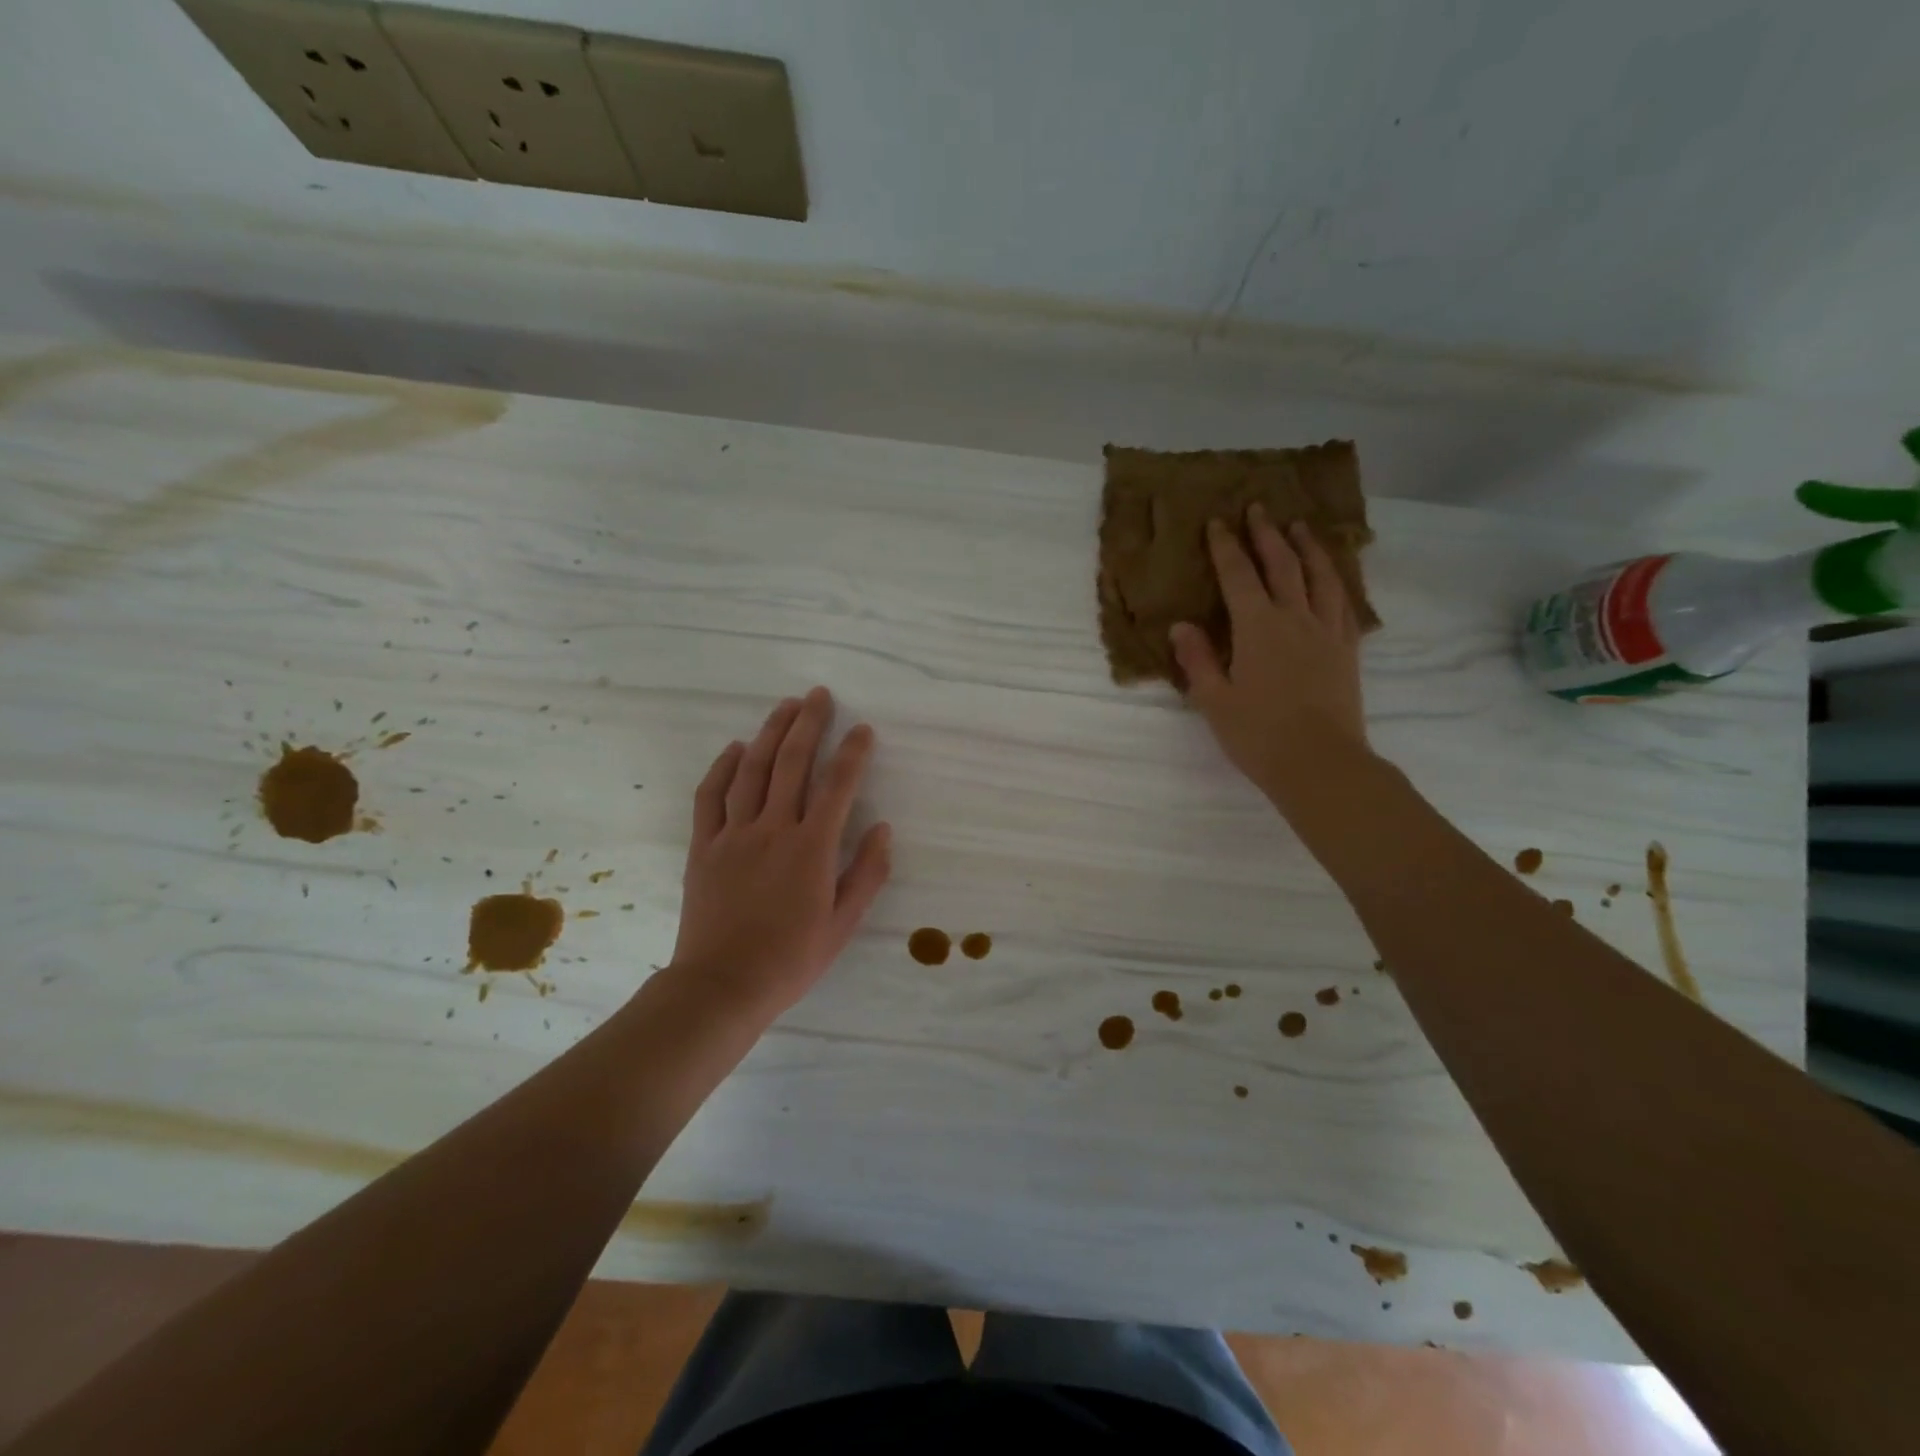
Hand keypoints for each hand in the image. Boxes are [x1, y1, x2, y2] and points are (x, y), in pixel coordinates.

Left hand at [667, 687, 891, 1023]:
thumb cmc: (790, 959)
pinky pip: (711, 796)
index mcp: (811, 848)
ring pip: (752, 770)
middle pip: (792, 763)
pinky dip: (723, 767)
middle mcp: (773, 829)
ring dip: (770, 733)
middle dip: (808, 724)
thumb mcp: (843, 924)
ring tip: (785, 706)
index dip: (852, 752)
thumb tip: (883, 829)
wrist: (722, 986)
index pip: (838, 786)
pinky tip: (736, 748)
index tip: (862, 729)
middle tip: (819, 695)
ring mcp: (734, 834)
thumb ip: (867, 874)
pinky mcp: (704, 846)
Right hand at [1170, 505, 1367, 799]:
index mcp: (1258, 628)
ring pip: (1321, 577)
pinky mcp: (1347, 650)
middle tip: (1258, 509)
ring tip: (1299, 527)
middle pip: (1282, 565)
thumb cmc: (1259, 735)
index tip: (1218, 523)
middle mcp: (1295, 619)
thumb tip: (1181, 626)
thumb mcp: (1214, 700)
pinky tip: (1333, 576)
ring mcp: (1327, 632)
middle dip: (1267, 535)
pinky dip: (1336, 580)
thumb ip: (1197, 659)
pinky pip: (1344, 603)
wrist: (1321, 763)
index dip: (1226, 548)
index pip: (1239, 576)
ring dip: (1308, 547)